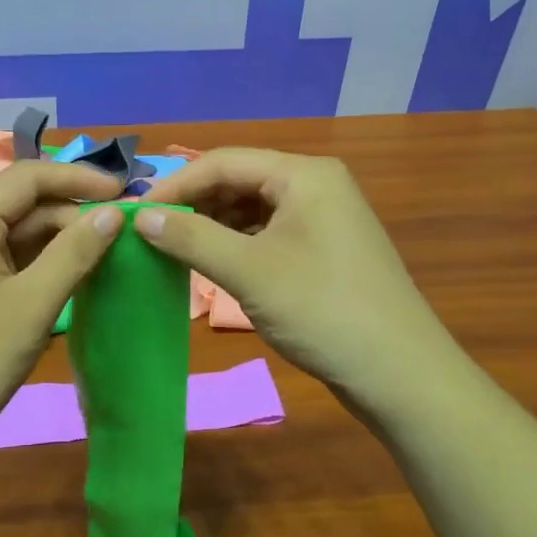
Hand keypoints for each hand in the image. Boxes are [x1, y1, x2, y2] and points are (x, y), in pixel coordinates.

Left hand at [0, 160, 125, 465]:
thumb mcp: (33, 304)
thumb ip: (75, 252)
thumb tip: (114, 212)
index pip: (28, 176)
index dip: (80, 178)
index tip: (126, 193)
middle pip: (21, 203)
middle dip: (71, 213)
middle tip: (122, 234)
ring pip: (13, 233)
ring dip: (57, 240)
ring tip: (104, 255)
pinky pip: (1, 259)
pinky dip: (36, 263)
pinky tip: (68, 277)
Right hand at [135, 148, 449, 412]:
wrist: (400, 375)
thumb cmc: (322, 311)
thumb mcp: (248, 272)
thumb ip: (191, 238)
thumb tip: (140, 216)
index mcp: (304, 174)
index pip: (224, 161)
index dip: (176, 185)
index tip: (135, 212)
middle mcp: (316, 185)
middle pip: (239, 181)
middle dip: (194, 204)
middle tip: (150, 232)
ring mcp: (323, 218)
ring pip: (252, 208)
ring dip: (213, 225)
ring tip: (173, 249)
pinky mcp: (324, 249)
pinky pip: (269, 233)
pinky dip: (236, 244)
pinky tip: (212, 263)